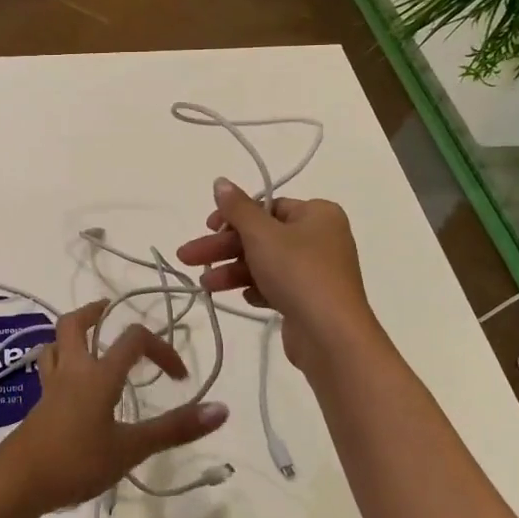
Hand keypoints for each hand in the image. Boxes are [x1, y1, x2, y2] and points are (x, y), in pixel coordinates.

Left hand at [0, 299, 228, 514]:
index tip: (179, 377)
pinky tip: (71, 384)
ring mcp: (50, 387)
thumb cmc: (76, 461)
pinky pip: (49, 369)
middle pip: (73, 325)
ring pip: (55, 344)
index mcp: (98, 374)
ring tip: (90, 342)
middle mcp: (72, 370)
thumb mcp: (131, 448)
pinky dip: (61, 363)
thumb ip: (174, 429)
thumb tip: (221, 409)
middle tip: (110, 312)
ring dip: (72, 336)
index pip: (133, 340)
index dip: (161, 349)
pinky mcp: (38, 405)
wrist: (18, 482)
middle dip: (94, 313)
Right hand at [175, 179, 380, 374]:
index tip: (208, 227)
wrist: (330, 335)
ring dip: (233, 270)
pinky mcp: (310, 300)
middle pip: (262, 236)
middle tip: (188, 257)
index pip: (267, 206)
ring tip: (205, 285)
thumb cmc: (298, 272)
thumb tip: (220, 182)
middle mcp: (321, 238)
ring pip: (265, 263)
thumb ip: (237, 208)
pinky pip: (277, 286)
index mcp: (318, 214)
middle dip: (224, 247)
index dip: (234, 216)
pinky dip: (256, 289)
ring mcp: (317, 271)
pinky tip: (242, 297)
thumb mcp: (261, 234)